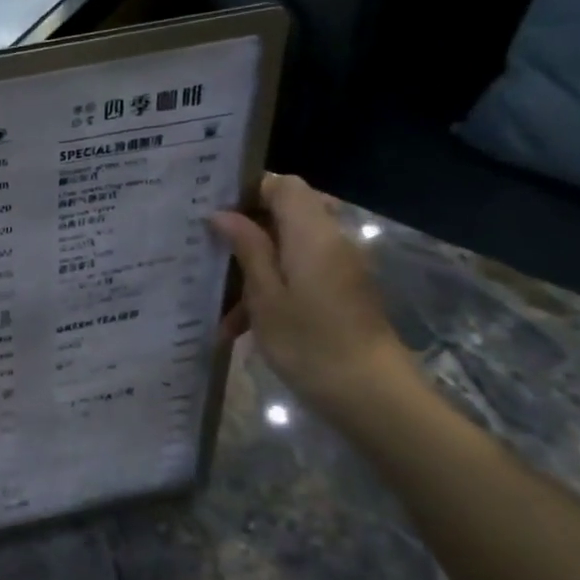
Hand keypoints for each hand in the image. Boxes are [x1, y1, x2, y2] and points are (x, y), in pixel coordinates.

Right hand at [209, 174, 412, 417]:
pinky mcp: (340, 292)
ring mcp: (338, 268)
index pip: (284, 185)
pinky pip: (298, 273)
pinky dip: (270, 287)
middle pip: (286, 213)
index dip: (249, 189)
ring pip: (288, 247)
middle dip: (246, 229)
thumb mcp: (265, 295)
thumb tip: (223, 214)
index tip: (213, 209)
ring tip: (219, 301)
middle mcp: (330, 241)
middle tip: (210, 248)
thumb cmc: (309, 342)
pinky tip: (239, 324)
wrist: (369, 394)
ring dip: (253, 266)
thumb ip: (247, 248)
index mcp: (312, 233)